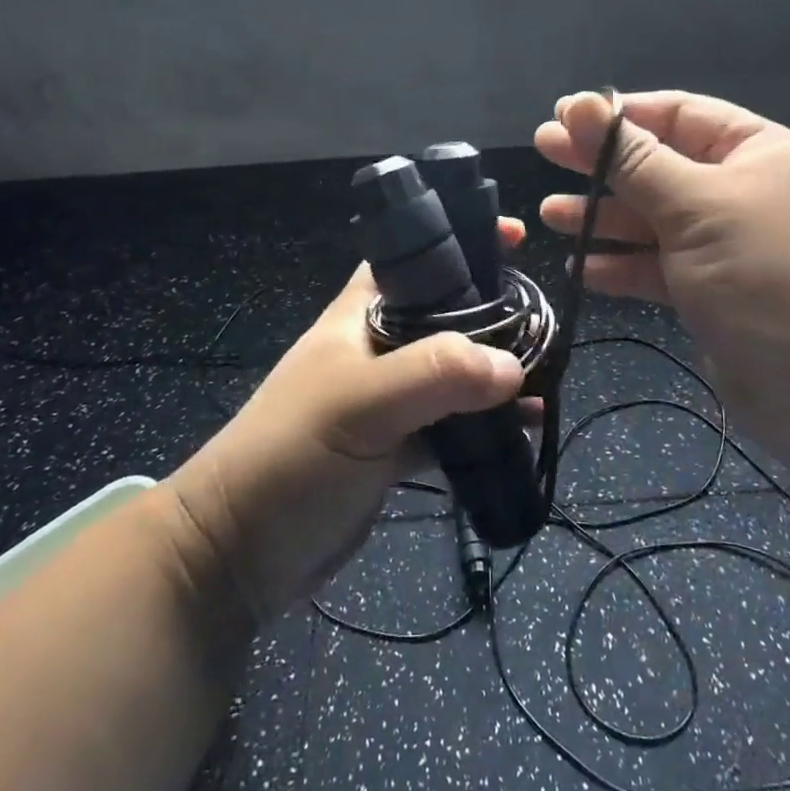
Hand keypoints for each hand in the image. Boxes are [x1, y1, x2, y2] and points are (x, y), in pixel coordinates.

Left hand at [165, 231, 527, 622]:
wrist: (240, 551)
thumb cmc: (291, 456)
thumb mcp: (359, 403)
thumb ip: (436, 374)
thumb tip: (514, 366)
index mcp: (361, 314)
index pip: (415, 259)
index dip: (461, 242)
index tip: (515, 238)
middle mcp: (377, 347)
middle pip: (446, 314)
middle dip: (494, 311)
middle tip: (545, 318)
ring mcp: (388, 399)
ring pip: (454, 371)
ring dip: (496, 372)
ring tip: (549, 373)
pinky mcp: (396, 446)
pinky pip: (452, 424)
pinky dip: (486, 424)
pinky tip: (526, 428)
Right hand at [535, 91, 789, 470]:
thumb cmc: (776, 282)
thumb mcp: (701, 209)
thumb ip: (635, 160)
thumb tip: (583, 106)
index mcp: (754, 153)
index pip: (676, 115)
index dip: (617, 115)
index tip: (561, 118)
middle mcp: (740, 192)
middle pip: (657, 166)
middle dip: (599, 163)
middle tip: (542, 155)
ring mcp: (726, 247)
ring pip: (652, 220)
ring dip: (602, 217)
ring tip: (548, 215)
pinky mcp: (712, 295)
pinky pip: (658, 268)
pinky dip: (621, 266)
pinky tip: (581, 268)